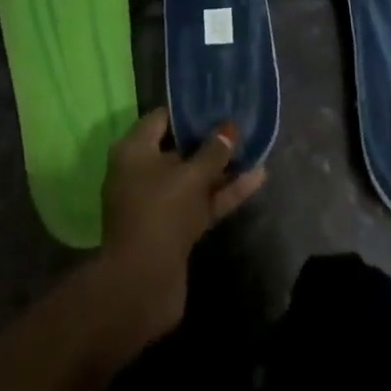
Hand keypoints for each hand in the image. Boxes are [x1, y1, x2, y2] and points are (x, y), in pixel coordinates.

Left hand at [98, 109, 266, 346]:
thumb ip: (213, 151)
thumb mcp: (191, 176)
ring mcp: (158, 203)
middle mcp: (141, 172)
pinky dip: (223, 193)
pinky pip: (200, 202)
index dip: (189, 110)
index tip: (217, 103)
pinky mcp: (173, 229)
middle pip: (178, 148)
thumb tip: (230, 127)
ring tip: (255, 149)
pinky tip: (255, 179)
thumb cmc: (160, 213)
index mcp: (134, 150)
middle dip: (208, 139)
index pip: (161, 118)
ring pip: (193, 178)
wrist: (141, 287)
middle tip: (238, 124)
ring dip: (221, 168)